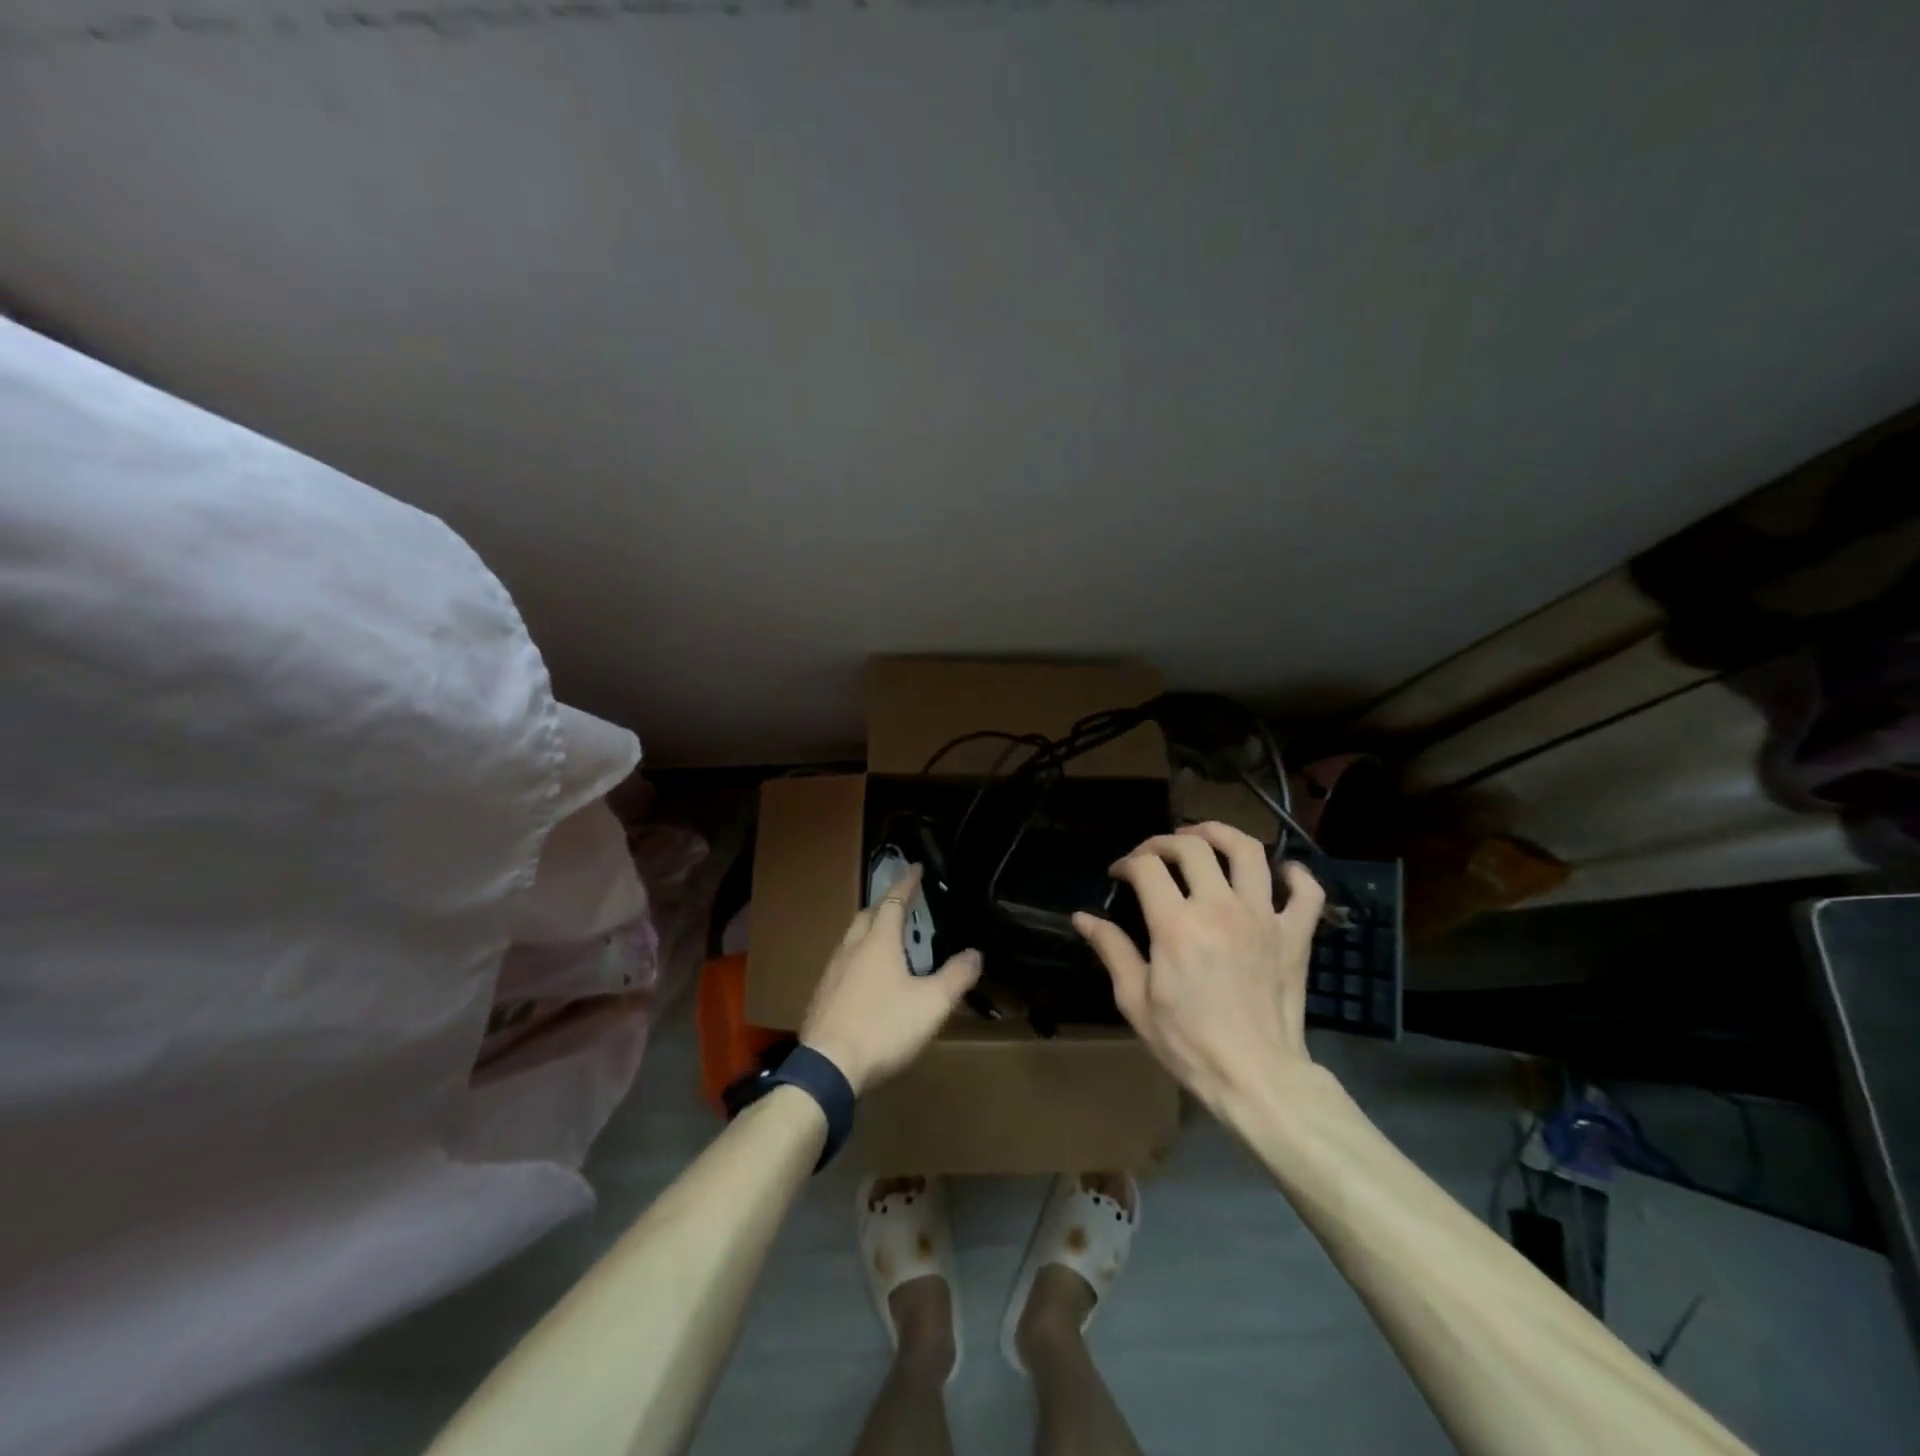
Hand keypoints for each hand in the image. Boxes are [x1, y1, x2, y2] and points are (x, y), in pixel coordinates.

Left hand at [800, 865, 982, 1096]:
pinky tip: (865, 979)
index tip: (915, 868)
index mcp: (878, 942)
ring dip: (868, 931)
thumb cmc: (884, 1027)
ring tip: (885, 940)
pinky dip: (857, 959)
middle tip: (901, 904)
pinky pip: (842, 965)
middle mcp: (851, 949)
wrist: (828, 1068)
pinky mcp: (821, 997)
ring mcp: (831, 973)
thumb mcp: (932, 1003)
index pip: (893, 901)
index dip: (906, 883)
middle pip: (867, 916)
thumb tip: (975, 953)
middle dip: (884, 905)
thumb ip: (956, 976)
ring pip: (851, 940)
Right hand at [1074, 821, 1324, 1118]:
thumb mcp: (1135, 1001)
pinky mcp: (1295, 936)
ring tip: (1205, 837)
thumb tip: (1083, 917)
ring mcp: (1263, 918)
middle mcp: (1220, 908)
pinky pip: (1306, 892)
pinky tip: (1281, 872)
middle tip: (1153, 854)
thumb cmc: (1188, 1043)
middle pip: (1193, 847)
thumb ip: (1111, 950)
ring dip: (1222, 834)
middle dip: (1165, 841)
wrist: (1256, 1078)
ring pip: (1248, 852)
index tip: (1118, 874)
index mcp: (1176, 924)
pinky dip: (1296, 875)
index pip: (1146, 867)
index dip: (1127, 863)